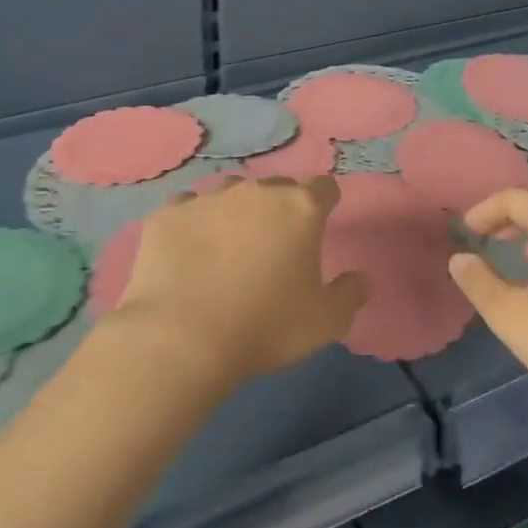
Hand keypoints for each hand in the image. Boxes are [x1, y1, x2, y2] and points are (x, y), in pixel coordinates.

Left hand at [114, 175, 367, 384]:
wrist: (182, 340)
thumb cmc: (267, 327)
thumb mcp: (327, 322)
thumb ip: (350, 294)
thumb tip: (360, 278)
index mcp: (299, 209)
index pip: (324, 187)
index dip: (325, 203)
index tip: (321, 224)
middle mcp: (255, 192)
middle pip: (277, 188)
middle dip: (280, 209)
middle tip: (275, 247)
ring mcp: (207, 199)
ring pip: (230, 195)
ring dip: (237, 214)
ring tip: (229, 250)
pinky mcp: (167, 215)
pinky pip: (188, 210)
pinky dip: (194, 226)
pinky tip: (190, 254)